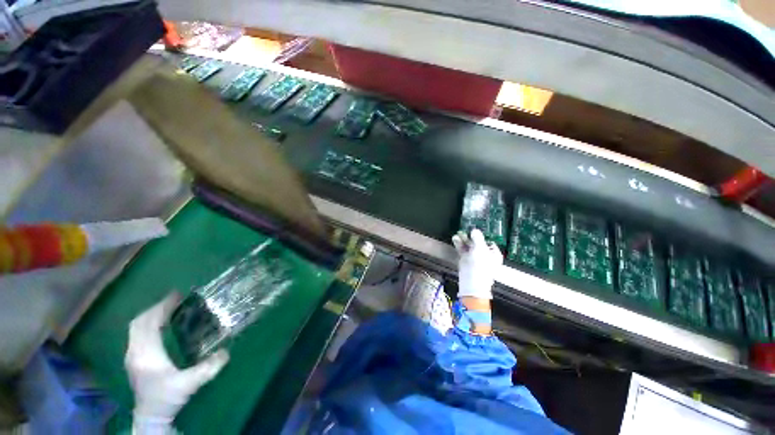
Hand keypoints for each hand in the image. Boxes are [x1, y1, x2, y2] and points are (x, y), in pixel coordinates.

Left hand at [125, 293, 228, 430]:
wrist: (150, 416)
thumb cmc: (167, 398)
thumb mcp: (189, 384)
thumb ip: (208, 368)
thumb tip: (226, 352)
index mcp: (146, 355)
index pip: (149, 324)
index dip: (162, 308)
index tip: (177, 296)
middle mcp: (135, 352)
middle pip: (139, 323)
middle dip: (156, 308)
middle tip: (175, 300)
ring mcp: (131, 356)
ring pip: (135, 328)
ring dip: (151, 315)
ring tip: (168, 309)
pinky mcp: (133, 359)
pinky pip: (137, 334)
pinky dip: (147, 324)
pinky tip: (159, 326)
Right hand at [452, 229, 502, 299]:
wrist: (472, 282)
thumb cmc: (480, 265)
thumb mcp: (480, 248)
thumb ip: (477, 238)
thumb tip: (475, 230)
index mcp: (494, 254)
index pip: (489, 242)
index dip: (482, 236)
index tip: (475, 230)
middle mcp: (485, 256)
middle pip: (478, 243)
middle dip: (470, 237)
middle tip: (465, 230)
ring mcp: (475, 258)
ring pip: (469, 246)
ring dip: (463, 240)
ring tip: (458, 233)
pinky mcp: (466, 261)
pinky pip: (463, 250)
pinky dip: (459, 245)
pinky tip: (455, 239)